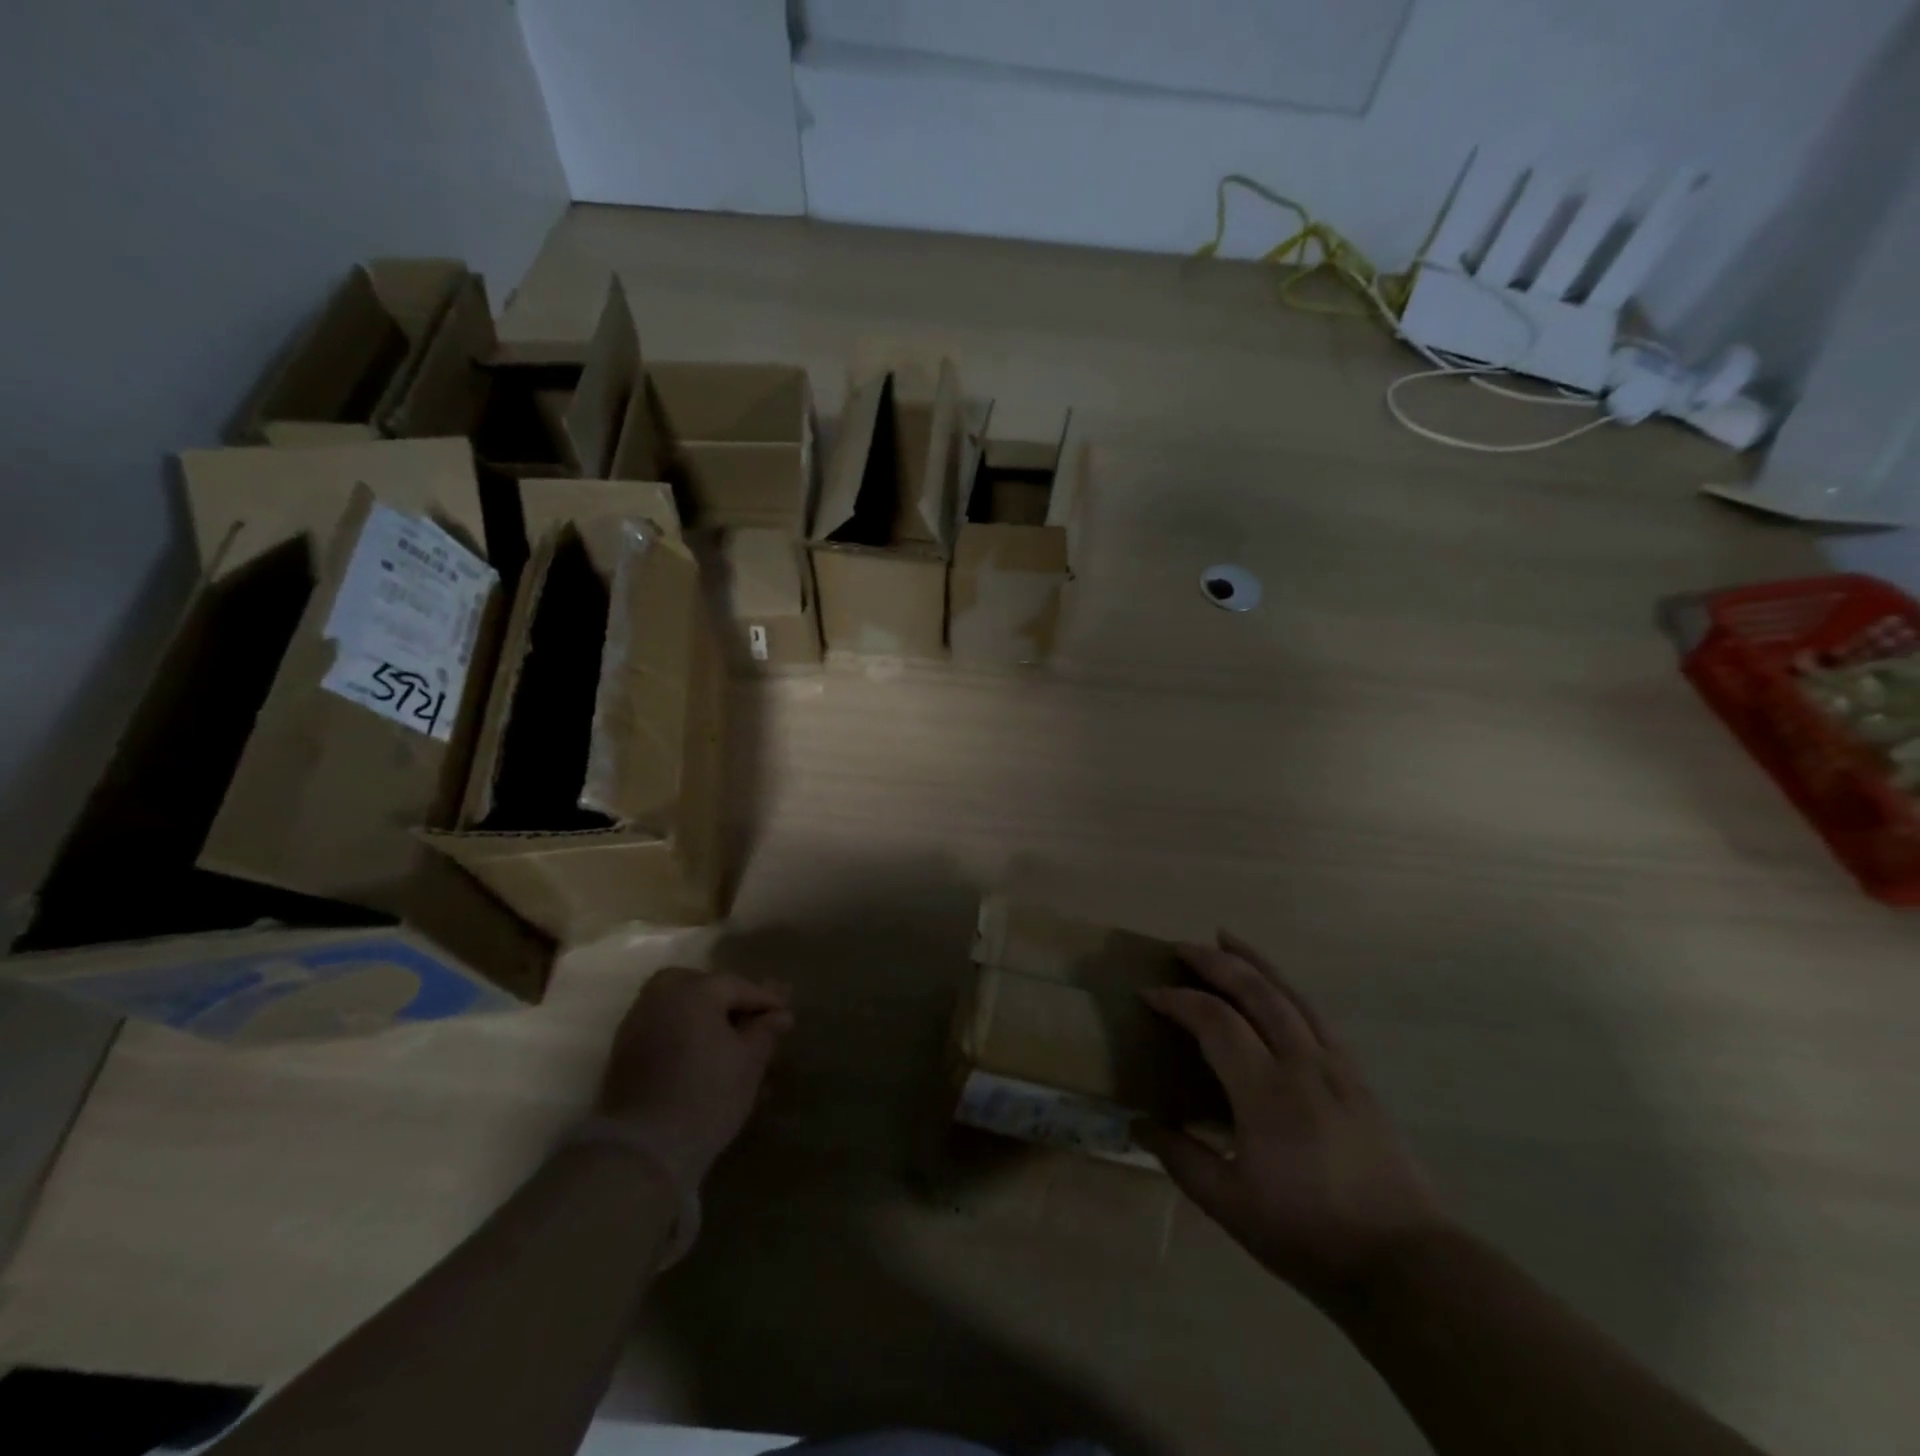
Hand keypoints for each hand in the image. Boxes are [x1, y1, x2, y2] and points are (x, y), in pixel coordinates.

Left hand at [597, 967, 792, 1191]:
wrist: (643, 1149)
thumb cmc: (707, 1095)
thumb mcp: (749, 1061)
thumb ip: (765, 1031)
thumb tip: (780, 1015)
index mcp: (693, 990)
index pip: (738, 985)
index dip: (766, 1001)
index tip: (785, 1016)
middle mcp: (661, 997)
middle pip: (703, 989)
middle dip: (729, 1002)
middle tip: (753, 1022)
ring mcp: (637, 1025)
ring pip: (681, 1011)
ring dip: (707, 1022)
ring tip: (733, 1047)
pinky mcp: (624, 1056)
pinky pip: (664, 1032)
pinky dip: (686, 1038)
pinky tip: (705, 1062)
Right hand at [1137, 932, 1444, 1303]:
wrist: (1404, 1264)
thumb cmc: (1309, 1235)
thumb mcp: (1230, 1207)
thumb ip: (1180, 1158)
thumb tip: (1139, 1122)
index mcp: (1266, 1093)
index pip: (1215, 1021)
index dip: (1178, 1001)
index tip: (1149, 995)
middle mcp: (1302, 1064)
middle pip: (1256, 991)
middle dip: (1215, 962)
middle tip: (1181, 947)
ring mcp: (1336, 1066)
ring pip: (1290, 994)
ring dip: (1254, 961)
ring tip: (1226, 939)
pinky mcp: (1357, 1076)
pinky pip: (1315, 1015)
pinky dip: (1286, 988)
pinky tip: (1276, 989)